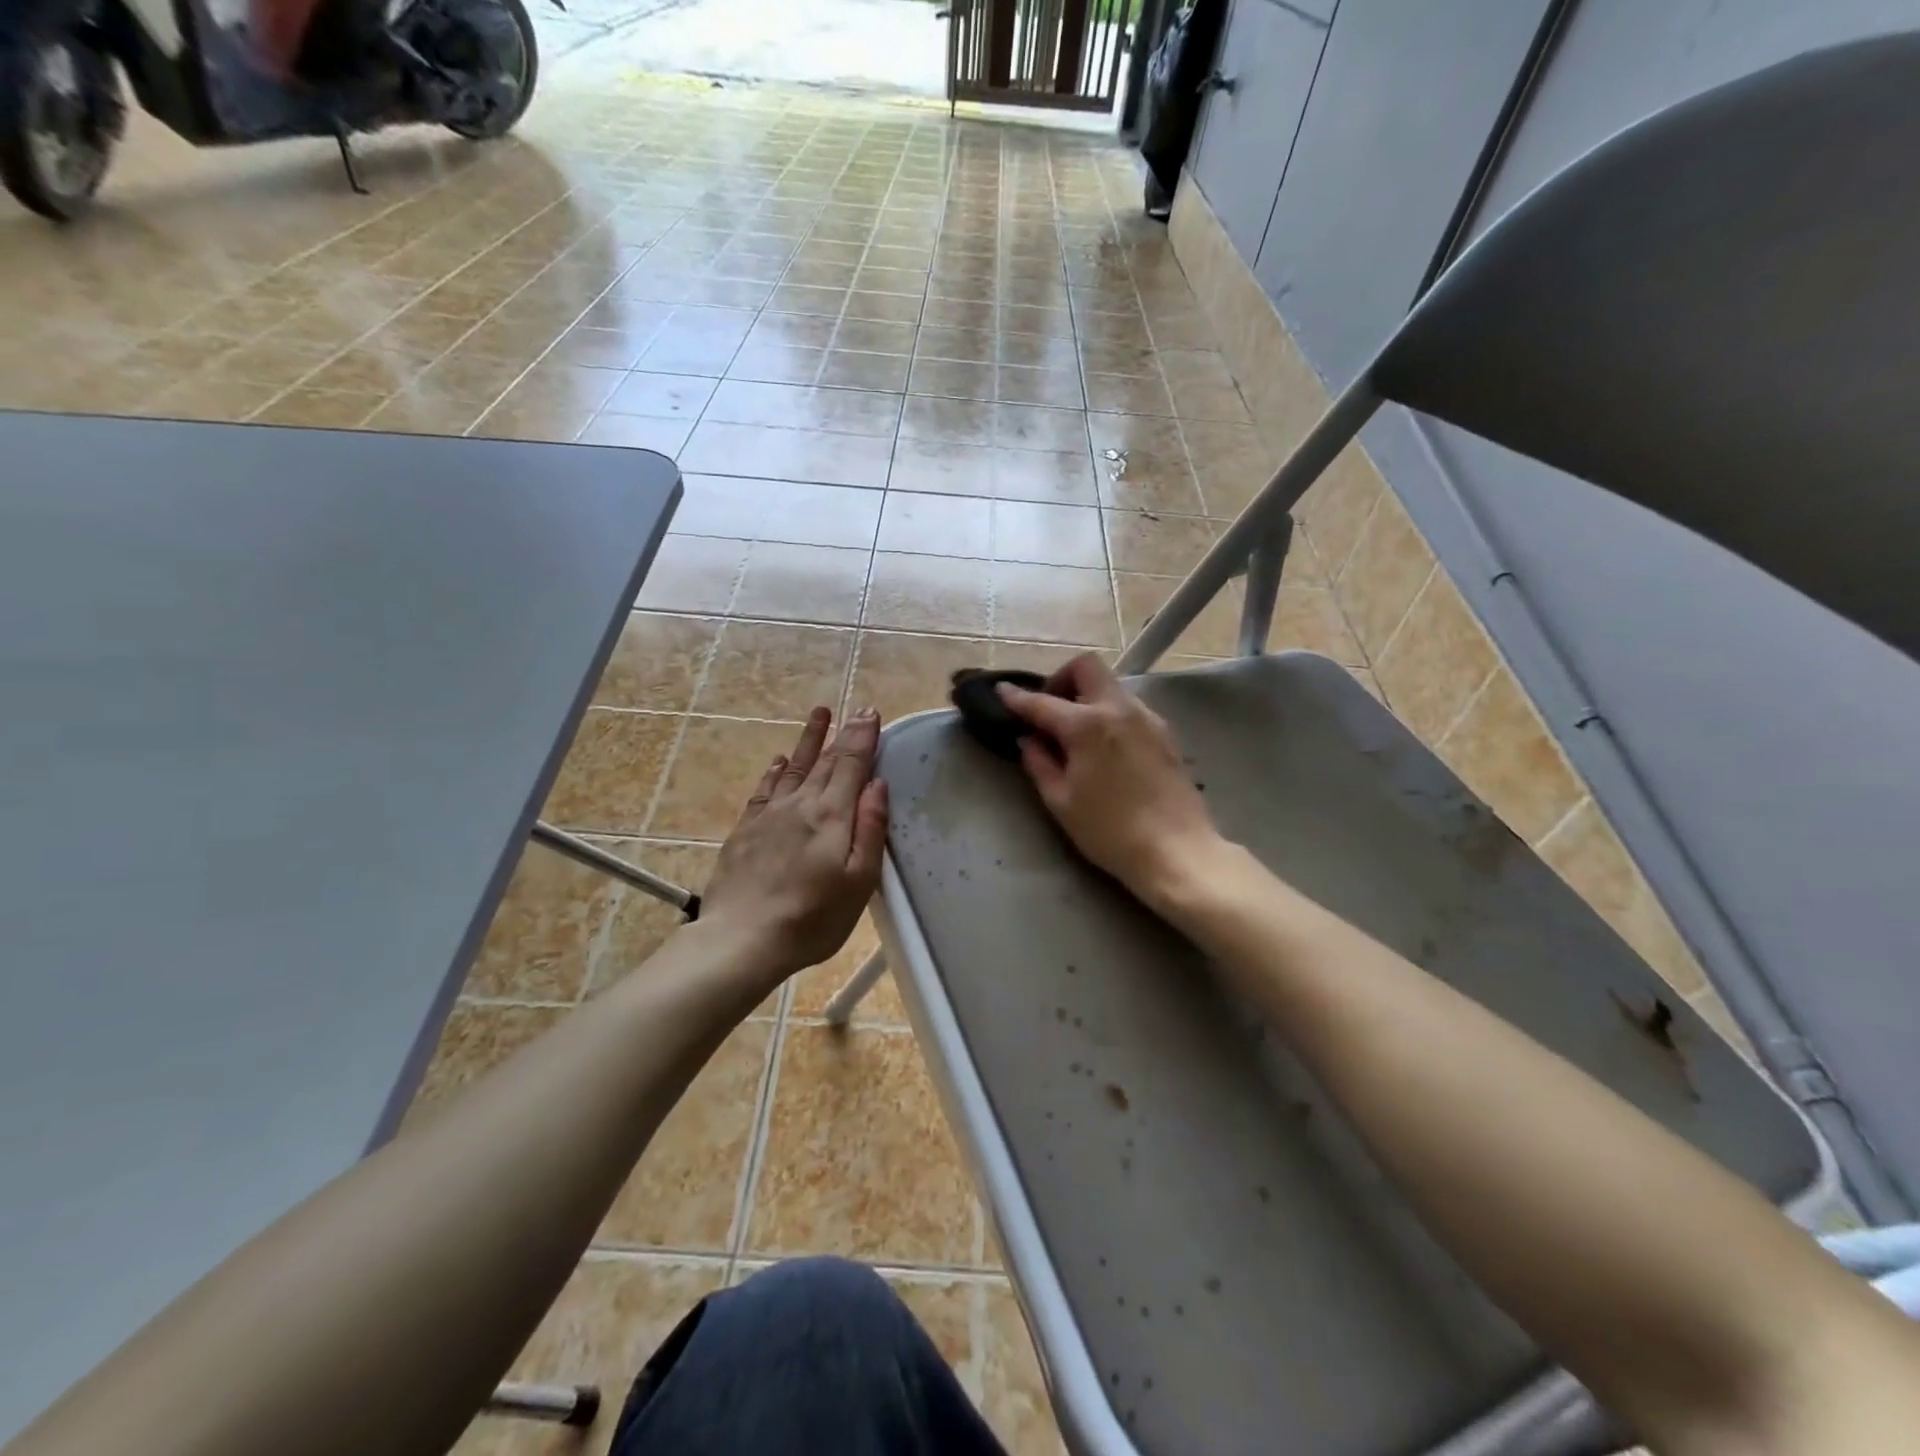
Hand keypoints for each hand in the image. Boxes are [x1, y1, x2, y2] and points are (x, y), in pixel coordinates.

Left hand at [699, 706, 888, 978]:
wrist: (741, 939)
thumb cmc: (812, 918)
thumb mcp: (858, 881)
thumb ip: (870, 829)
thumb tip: (877, 785)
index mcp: (832, 815)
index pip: (851, 764)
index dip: (862, 737)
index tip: (870, 713)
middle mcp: (800, 804)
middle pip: (825, 761)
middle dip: (843, 733)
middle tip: (856, 709)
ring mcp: (769, 815)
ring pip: (794, 767)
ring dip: (809, 740)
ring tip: (820, 714)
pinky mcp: (746, 830)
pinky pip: (764, 789)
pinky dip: (776, 770)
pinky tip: (779, 760)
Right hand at [999, 654, 1221, 905]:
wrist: (1177, 851)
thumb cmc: (1110, 831)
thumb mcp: (1062, 801)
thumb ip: (1040, 764)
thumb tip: (1028, 741)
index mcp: (1087, 725)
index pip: (1042, 703)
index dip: (1017, 698)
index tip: (1001, 692)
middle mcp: (1119, 709)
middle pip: (1086, 667)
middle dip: (1062, 679)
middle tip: (1050, 711)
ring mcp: (1147, 718)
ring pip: (1111, 686)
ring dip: (1087, 697)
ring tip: (1076, 734)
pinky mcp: (1165, 733)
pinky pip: (1129, 707)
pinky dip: (1109, 713)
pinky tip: (1104, 747)